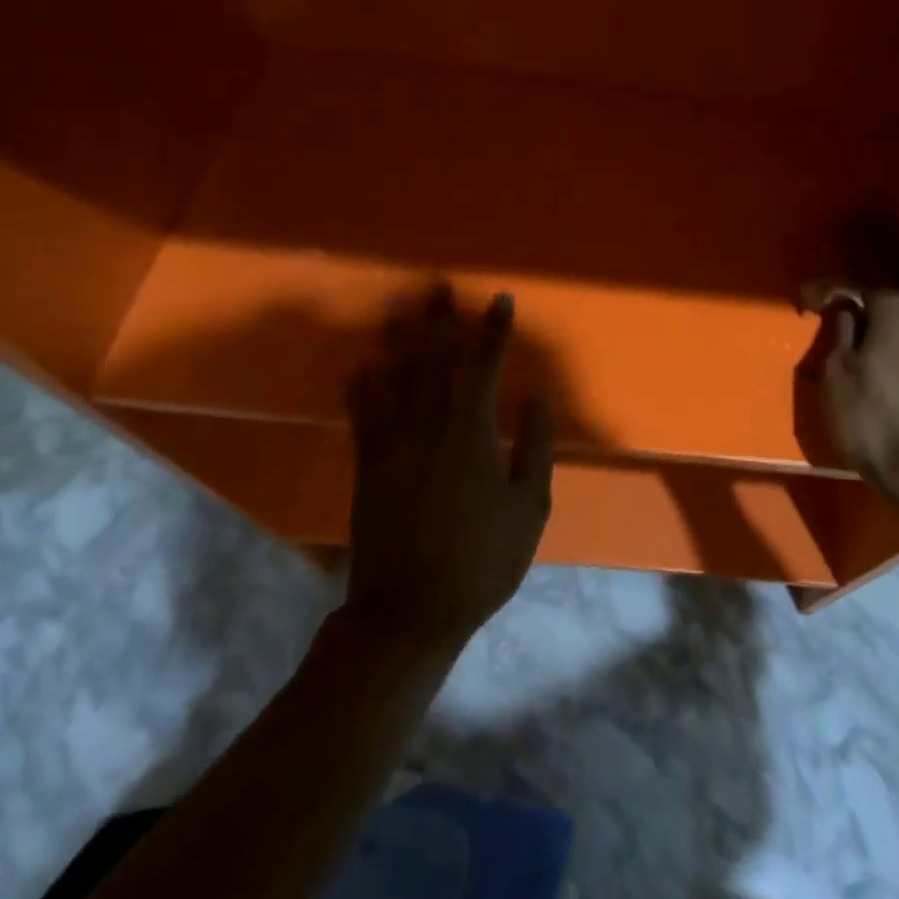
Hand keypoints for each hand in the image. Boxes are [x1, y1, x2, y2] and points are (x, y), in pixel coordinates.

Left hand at [341, 287, 554, 649]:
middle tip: (439, 286)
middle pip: (434, 362)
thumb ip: (535, 444)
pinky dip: (361, 387)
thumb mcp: (529, 506)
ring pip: (395, 379)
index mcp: (472, 435)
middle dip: (440, 322)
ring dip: (399, 340)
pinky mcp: (367, 468)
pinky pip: (362, 416)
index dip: (494, 332)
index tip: (501, 299)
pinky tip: (359, 364)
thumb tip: (539, 391)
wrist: (409, 611)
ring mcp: (392, 446)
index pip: (486, 368)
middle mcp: (429, 428)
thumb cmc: (483, 560)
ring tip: (400, 307)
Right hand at [819, 290, 898, 510]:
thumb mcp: (837, 373)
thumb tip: (845, 307)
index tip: (808, 299)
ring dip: (887, 335)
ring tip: (864, 354)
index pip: (861, 287)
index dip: (831, 290)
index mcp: (898, 313)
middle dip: (864, 312)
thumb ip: (841, 331)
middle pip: (891, 306)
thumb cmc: (870, 419)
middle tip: (839, 327)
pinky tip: (891, 376)